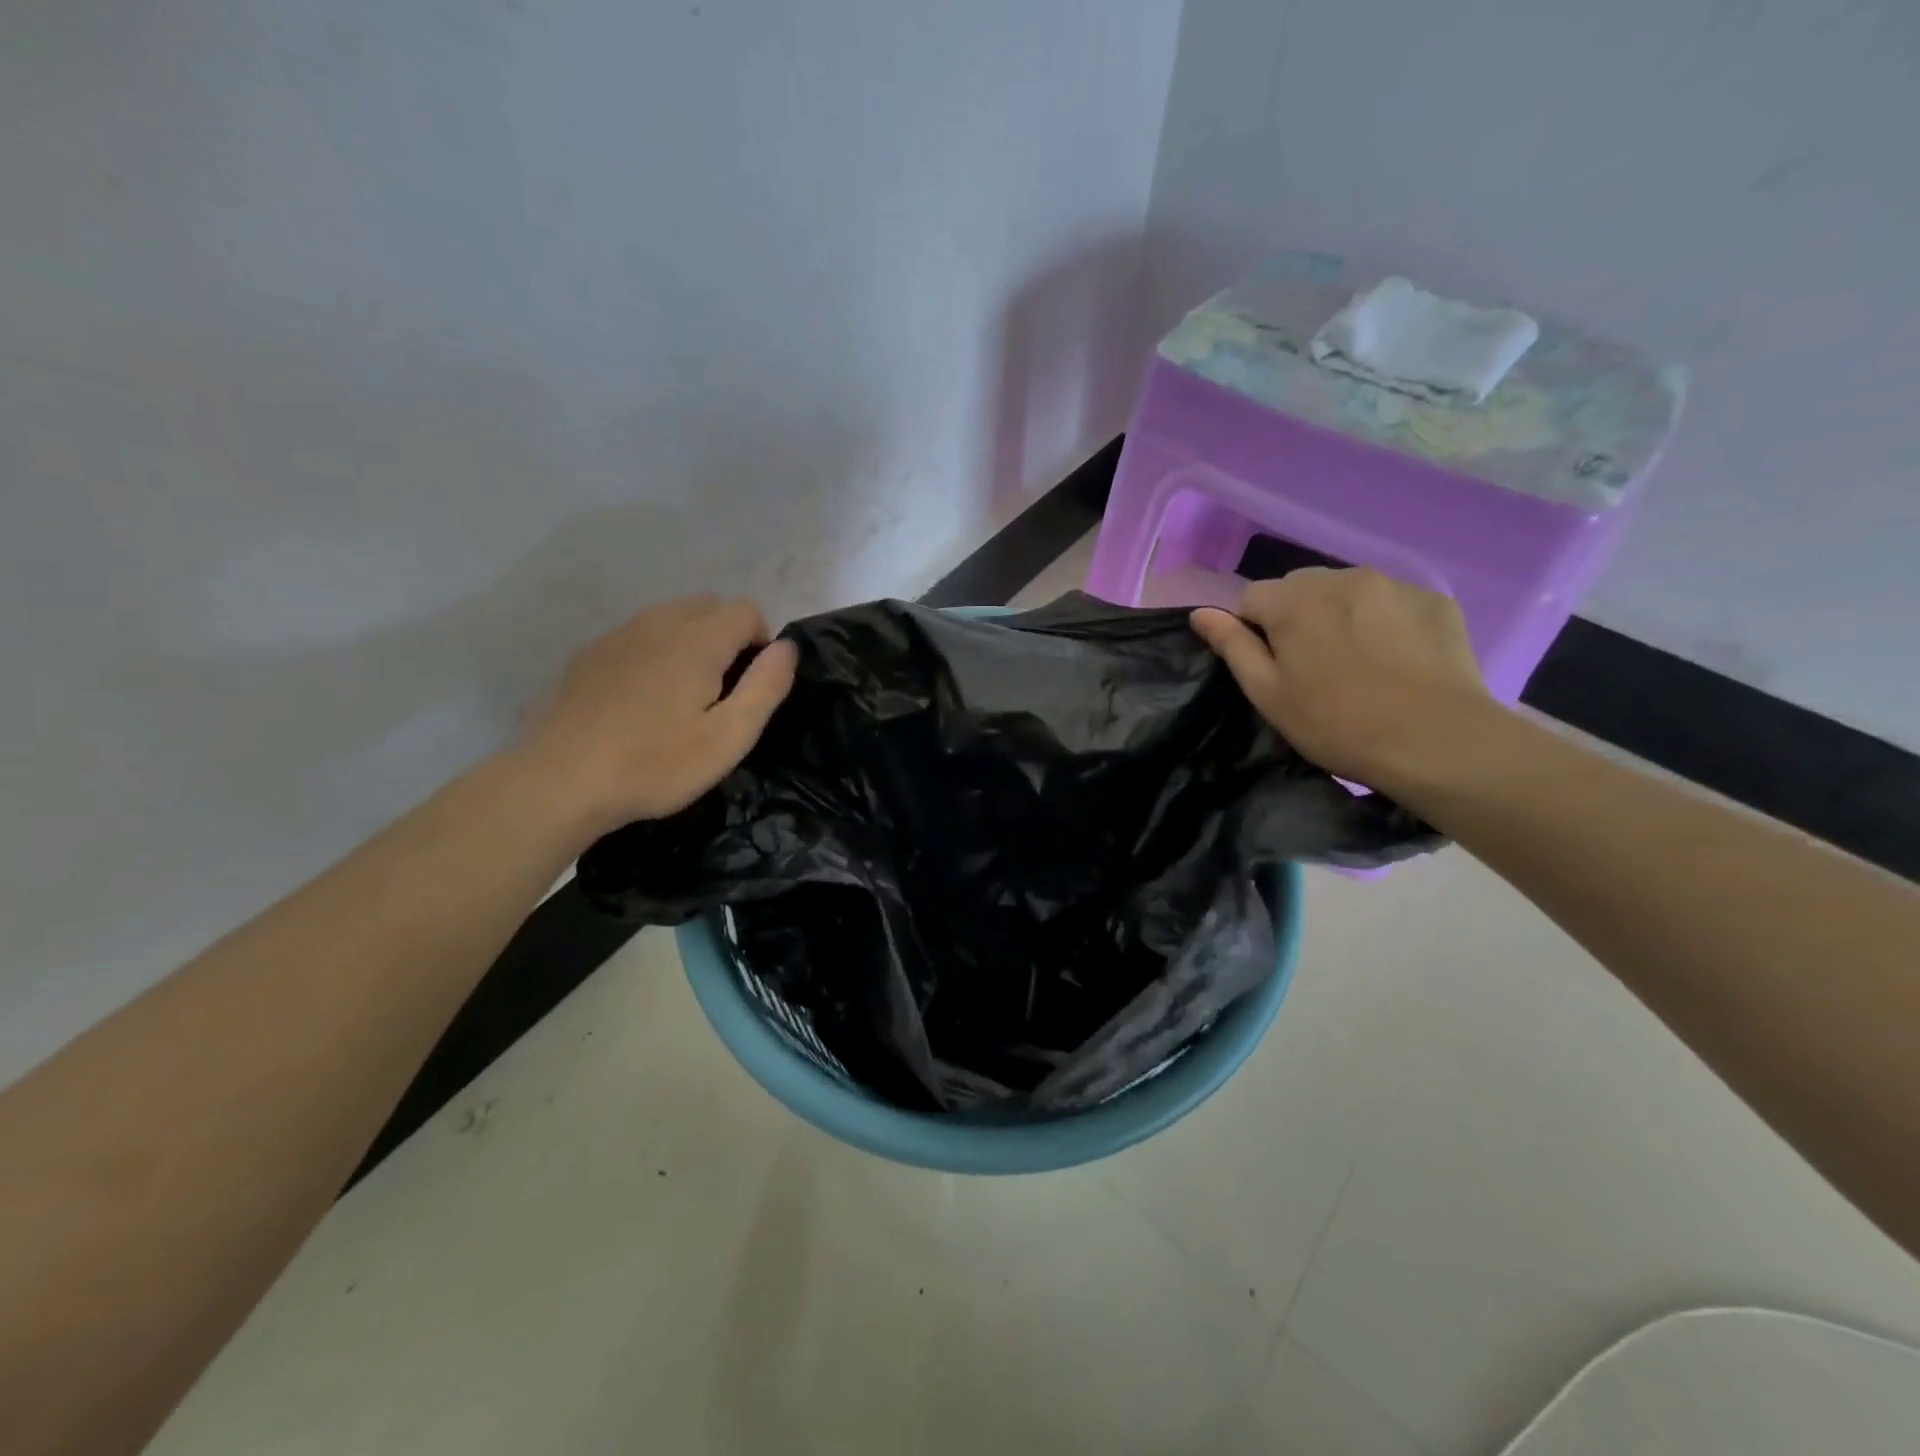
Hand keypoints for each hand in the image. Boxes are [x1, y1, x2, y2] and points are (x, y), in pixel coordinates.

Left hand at [517, 595, 797, 829]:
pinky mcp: (589, 655)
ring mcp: (618, 635)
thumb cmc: (655, 764)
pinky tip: (641, 701)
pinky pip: (638, 636)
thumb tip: (787, 648)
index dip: (761, 643)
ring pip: (671, 617)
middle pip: (709, 605)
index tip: (751, 687)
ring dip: (691, 642)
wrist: (559, 781)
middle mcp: (658, 622)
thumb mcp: (728, 737)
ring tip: (682, 697)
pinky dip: (654, 652)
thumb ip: (766, 686)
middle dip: (727, 636)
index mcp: (698, 639)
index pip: (747, 610)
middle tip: (721, 692)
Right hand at [1191, 568, 1492, 790]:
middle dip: (1297, 615)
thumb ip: (1233, 646)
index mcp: (1292, 601)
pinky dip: (1384, 620)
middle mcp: (1340, 578)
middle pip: (1300, 587)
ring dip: (1340, 614)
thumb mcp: (1268, 694)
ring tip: (1358, 661)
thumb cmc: (1336, 724)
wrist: (1436, 740)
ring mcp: (1393, 584)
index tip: (1273, 667)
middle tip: (1313, 665)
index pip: (1251, 597)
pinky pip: (1392, 601)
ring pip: (1347, 589)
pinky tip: (1396, 659)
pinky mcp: (1434, 600)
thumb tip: (1199, 613)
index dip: (1253, 630)